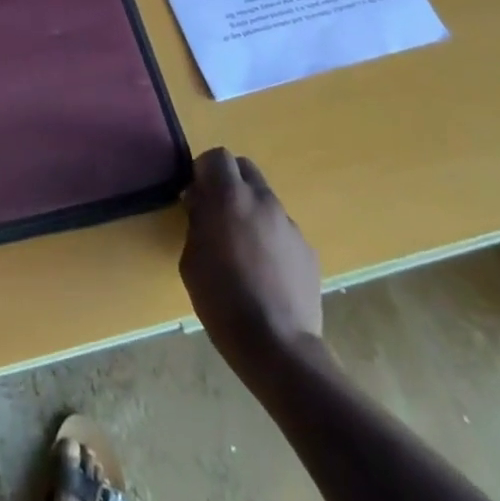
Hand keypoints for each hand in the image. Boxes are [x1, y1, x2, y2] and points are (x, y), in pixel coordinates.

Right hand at [179, 147, 323, 378]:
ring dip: (250, 210)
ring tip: (241, 247)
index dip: (204, 170)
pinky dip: (269, 237)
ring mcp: (289, 225)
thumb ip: (196, 220)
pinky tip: (264, 271)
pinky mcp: (308, 250)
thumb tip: (200, 203)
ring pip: (265, 200)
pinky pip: (282, 230)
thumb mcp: (191, 257)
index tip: (195, 193)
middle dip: (229, 181)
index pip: (217, 156)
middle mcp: (263, 201)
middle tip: (216, 211)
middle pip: (245, 168)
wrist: (276, 344)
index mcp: (230, 197)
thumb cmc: (221, 298)